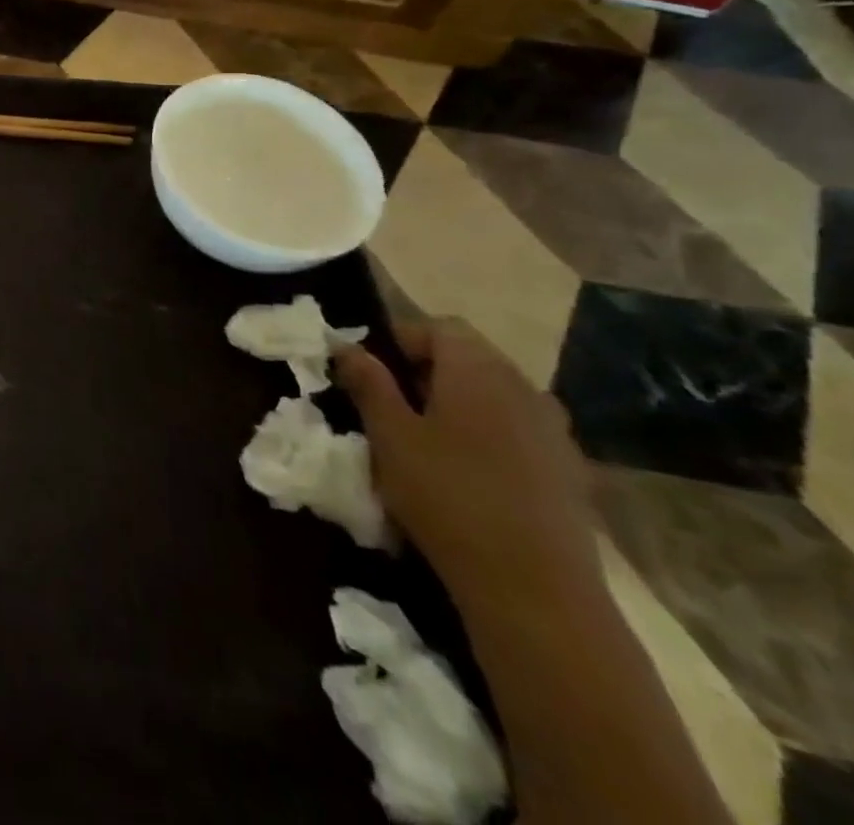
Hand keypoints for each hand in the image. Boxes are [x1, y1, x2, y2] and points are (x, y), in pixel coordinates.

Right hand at [333, 318, 600, 607]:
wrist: (537, 591)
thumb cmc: (448, 496)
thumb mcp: (389, 435)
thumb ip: (368, 383)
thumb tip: (347, 345)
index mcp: (478, 369)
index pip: (437, 327)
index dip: (398, 341)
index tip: (370, 374)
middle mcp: (524, 387)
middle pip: (469, 359)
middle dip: (426, 375)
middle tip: (391, 410)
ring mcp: (555, 431)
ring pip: (495, 398)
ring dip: (459, 407)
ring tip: (427, 445)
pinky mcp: (571, 473)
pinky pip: (519, 434)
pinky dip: (490, 440)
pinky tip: (470, 479)